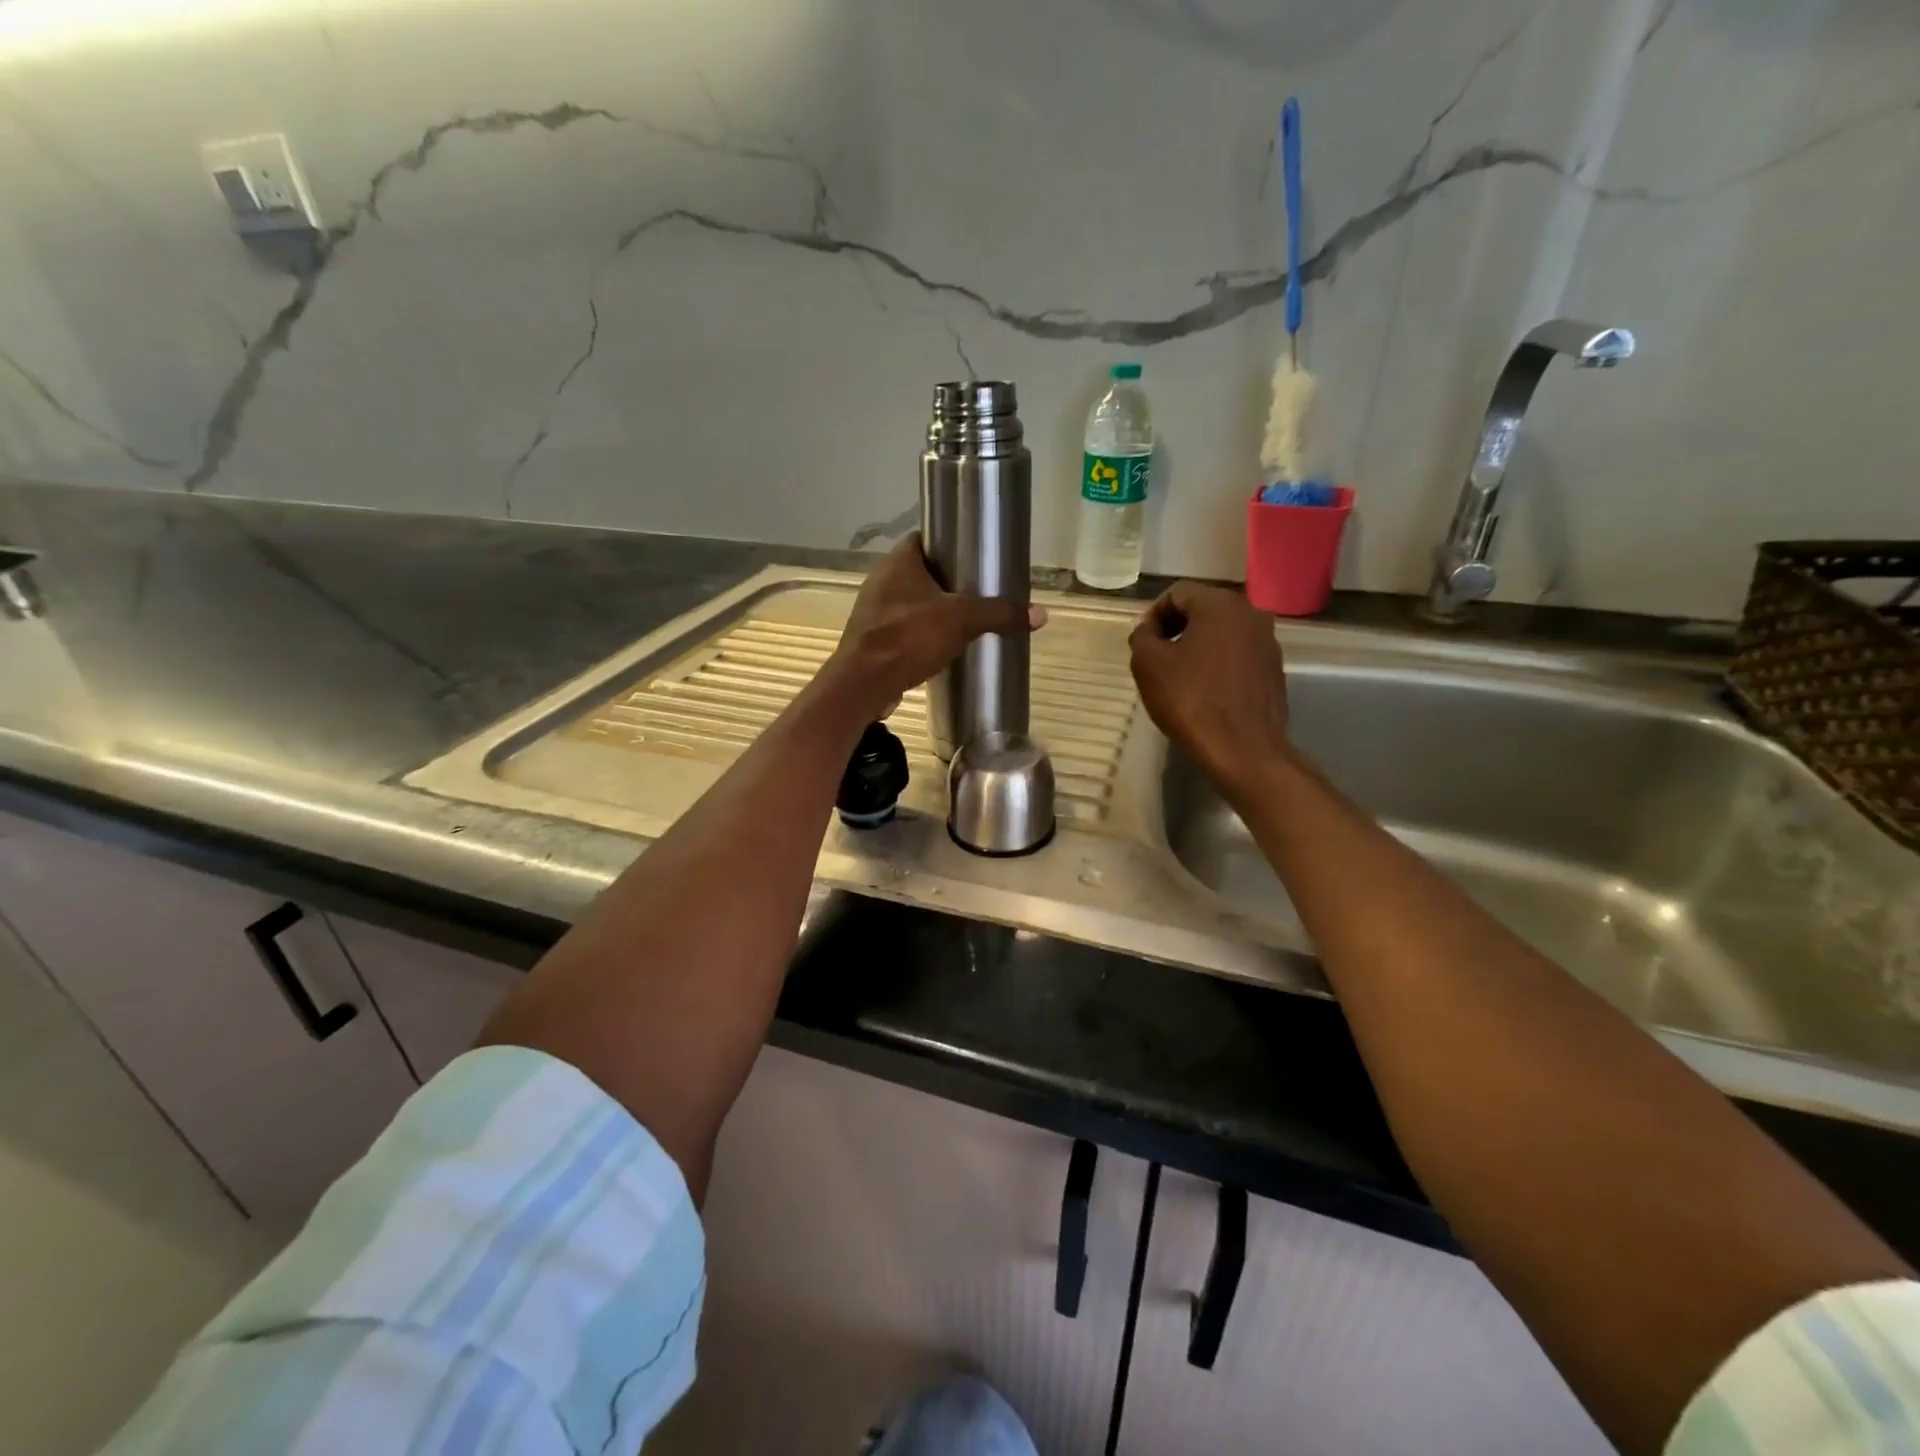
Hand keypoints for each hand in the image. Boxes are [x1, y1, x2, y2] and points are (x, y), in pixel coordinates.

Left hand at [832, 534, 1043, 718]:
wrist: (865, 683)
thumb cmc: (910, 637)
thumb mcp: (963, 620)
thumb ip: (999, 613)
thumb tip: (1041, 614)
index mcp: (898, 562)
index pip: (924, 539)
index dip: (948, 544)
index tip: (972, 557)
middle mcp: (879, 580)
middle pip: (918, 572)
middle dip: (944, 582)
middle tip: (974, 593)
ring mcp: (871, 611)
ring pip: (907, 602)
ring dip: (929, 610)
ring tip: (960, 622)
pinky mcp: (869, 639)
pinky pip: (899, 629)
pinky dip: (916, 635)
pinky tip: (936, 647)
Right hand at [1128, 582, 1290, 798]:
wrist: (1242, 748)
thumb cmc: (1191, 699)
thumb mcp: (1148, 664)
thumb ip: (1142, 637)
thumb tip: (1148, 631)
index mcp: (1220, 604)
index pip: (1177, 593)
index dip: (1153, 615)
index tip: (1142, 643)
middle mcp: (1251, 613)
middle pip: (1203, 610)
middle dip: (1176, 629)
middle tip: (1156, 658)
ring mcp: (1268, 642)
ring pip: (1222, 633)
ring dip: (1197, 647)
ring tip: (1178, 676)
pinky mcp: (1274, 670)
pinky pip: (1237, 656)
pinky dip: (1217, 664)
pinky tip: (1204, 691)